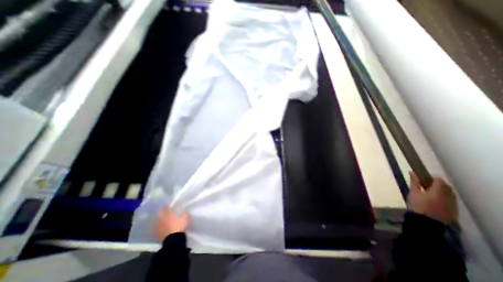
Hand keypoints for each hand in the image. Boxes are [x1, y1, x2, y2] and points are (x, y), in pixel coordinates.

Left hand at [153, 207, 190, 242]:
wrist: (174, 240)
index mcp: (168, 214)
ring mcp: (158, 227)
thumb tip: (182, 209)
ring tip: (163, 220)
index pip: (164, 208)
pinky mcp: (156, 234)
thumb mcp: (185, 217)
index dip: (165, 207)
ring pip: (156, 221)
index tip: (168, 207)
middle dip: (161, 213)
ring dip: (159, 220)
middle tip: (165, 213)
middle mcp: (161, 219)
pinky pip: (156, 228)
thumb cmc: (180, 226)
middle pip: (159, 214)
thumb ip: (184, 212)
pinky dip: (158, 227)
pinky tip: (161, 228)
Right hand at [408, 171, 458, 224]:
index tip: (422, 180)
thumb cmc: (418, 205)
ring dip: (440, 191)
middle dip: (436, 184)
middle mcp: (449, 196)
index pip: (439, 179)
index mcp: (439, 190)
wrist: (428, 223)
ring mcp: (453, 204)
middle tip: (424, 186)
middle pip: (445, 186)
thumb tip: (412, 172)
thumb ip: (414, 182)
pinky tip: (434, 201)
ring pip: (449, 193)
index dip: (430, 178)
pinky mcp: (454, 210)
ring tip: (429, 194)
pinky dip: (443, 198)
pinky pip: (450, 200)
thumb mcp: (413, 193)